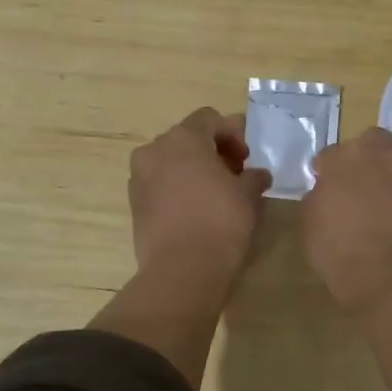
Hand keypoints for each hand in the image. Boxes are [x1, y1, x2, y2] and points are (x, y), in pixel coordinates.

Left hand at [128, 108, 271, 282]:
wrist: (183, 272)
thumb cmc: (221, 222)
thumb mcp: (249, 195)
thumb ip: (254, 176)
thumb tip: (257, 175)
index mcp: (182, 138)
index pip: (209, 118)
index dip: (232, 133)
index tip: (246, 158)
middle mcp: (154, 150)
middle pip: (187, 139)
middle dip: (212, 152)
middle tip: (234, 175)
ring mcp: (139, 178)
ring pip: (171, 163)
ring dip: (193, 171)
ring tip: (216, 195)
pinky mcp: (135, 206)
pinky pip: (160, 186)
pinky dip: (178, 190)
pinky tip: (197, 212)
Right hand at [301, 128, 391, 311]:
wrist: (388, 277)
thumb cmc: (338, 247)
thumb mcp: (308, 220)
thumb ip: (317, 195)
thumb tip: (326, 190)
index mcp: (344, 155)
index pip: (329, 155)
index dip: (324, 172)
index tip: (322, 188)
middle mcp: (378, 153)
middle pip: (367, 143)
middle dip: (358, 157)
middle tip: (349, 183)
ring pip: (390, 159)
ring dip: (380, 171)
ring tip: (369, 198)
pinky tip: (384, 210)